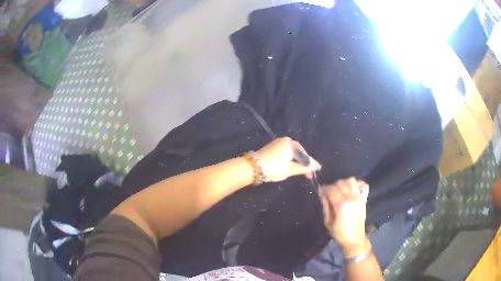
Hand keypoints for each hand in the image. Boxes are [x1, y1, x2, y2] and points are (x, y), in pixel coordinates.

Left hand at [254, 137, 320, 181]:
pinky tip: (292, 168)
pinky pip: (286, 154)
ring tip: (302, 173)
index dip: (311, 163)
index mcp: (290, 143)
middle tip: (309, 174)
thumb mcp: (291, 169)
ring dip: (297, 163)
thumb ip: (304, 168)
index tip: (317, 170)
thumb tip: (317, 166)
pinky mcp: (272, 149)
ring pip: (292, 154)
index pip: (304, 154)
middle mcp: (284, 141)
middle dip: (304, 164)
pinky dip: (290, 161)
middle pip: (298, 153)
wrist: (252, 168)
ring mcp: (277, 144)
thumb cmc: (273, 167)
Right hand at [319, 178, 368, 248]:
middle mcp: (351, 198)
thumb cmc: (340, 233)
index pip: (331, 189)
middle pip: (340, 183)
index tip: (320, 192)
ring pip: (351, 181)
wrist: (355, 239)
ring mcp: (359, 197)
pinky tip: (352, 188)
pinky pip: (363, 185)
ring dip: (343, 183)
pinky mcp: (364, 199)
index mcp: (341, 204)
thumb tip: (322, 195)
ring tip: (339, 190)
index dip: (324, 189)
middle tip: (328, 193)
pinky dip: (358, 184)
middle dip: (332, 186)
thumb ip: (326, 207)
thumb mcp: (328, 222)